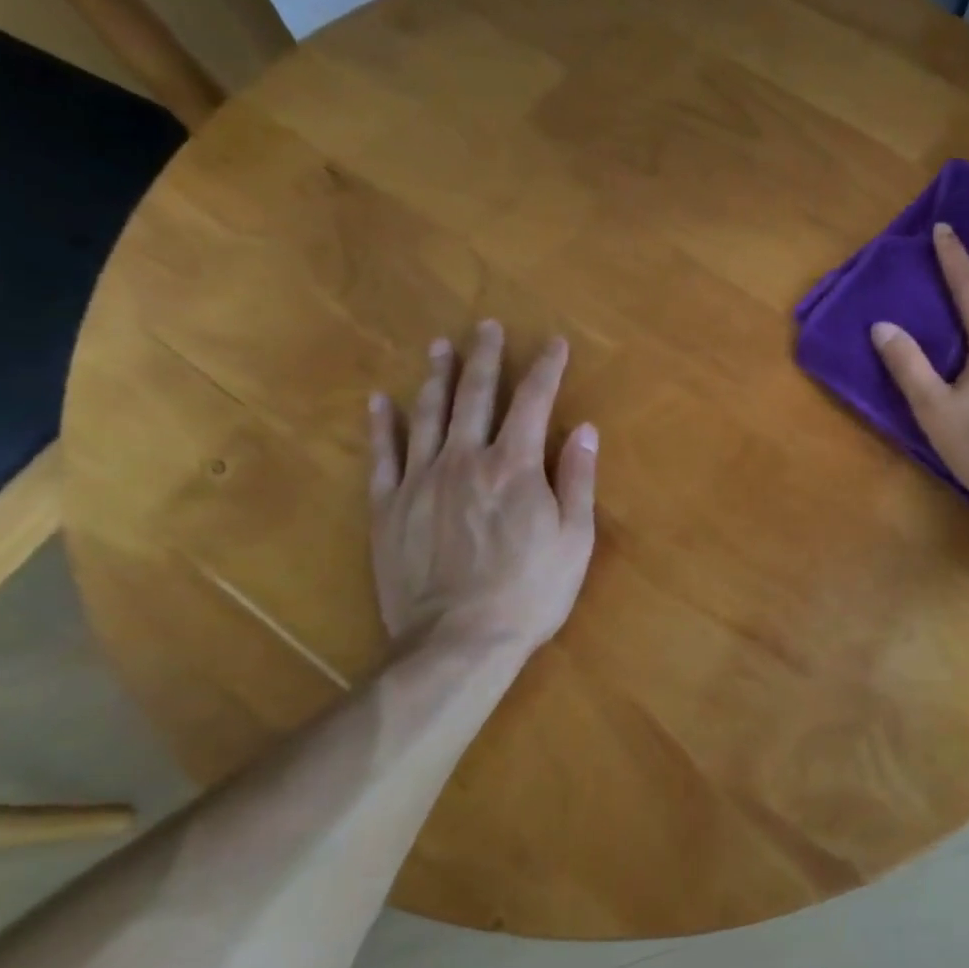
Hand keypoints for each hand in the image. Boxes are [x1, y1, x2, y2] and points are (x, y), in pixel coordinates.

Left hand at [368, 321, 597, 662]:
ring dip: (437, 376)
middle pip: (476, 394)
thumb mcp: (575, 539)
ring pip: (428, 414)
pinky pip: (383, 455)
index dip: (547, 368)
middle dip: (486, 356)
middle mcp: (466, 458)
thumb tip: (586, 429)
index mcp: (515, 465)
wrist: (458, 641)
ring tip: (441, 346)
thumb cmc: (530, 592)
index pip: (535, 401)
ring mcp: (421, 479)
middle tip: (488, 326)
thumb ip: (578, 479)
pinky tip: (382, 400)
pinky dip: (383, 424)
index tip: (555, 343)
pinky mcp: (388, 506)